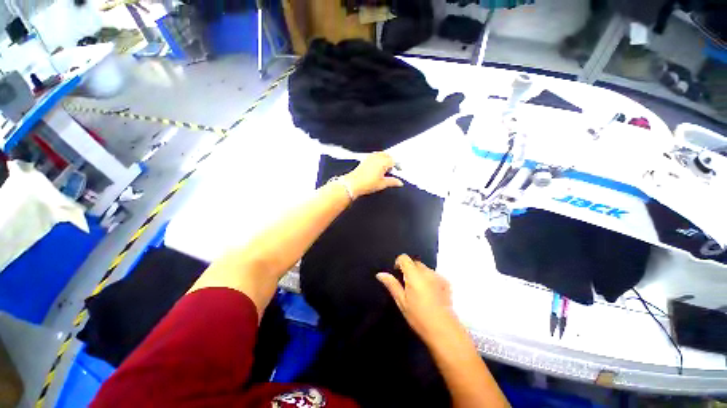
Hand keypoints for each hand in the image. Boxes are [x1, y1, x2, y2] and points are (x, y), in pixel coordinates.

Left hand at [343, 152, 402, 198]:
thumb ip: (392, 182)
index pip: (394, 161)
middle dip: (392, 161)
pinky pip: (375, 156)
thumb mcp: (382, 184)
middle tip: (393, 170)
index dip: (398, 166)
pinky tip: (377, 167)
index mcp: (383, 162)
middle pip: (388, 156)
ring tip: (385, 169)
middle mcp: (377, 157)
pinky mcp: (365, 159)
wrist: (353, 184)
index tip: (399, 170)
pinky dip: (378, 159)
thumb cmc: (366, 183)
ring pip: (381, 155)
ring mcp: (370, 157)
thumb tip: (399, 182)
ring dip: (385, 159)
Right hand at [377, 254, 460, 344]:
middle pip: (415, 263)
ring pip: (425, 269)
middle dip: (409, 269)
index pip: (404, 258)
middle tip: (407, 285)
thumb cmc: (418, 316)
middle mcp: (426, 272)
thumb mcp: (401, 301)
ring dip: (420, 274)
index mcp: (414, 274)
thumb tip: (380, 274)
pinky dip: (430, 279)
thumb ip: (392, 285)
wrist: (444, 330)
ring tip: (419, 291)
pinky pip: (435, 275)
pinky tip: (430, 293)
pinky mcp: (446, 283)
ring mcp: (438, 277)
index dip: (398, 263)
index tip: (397, 273)